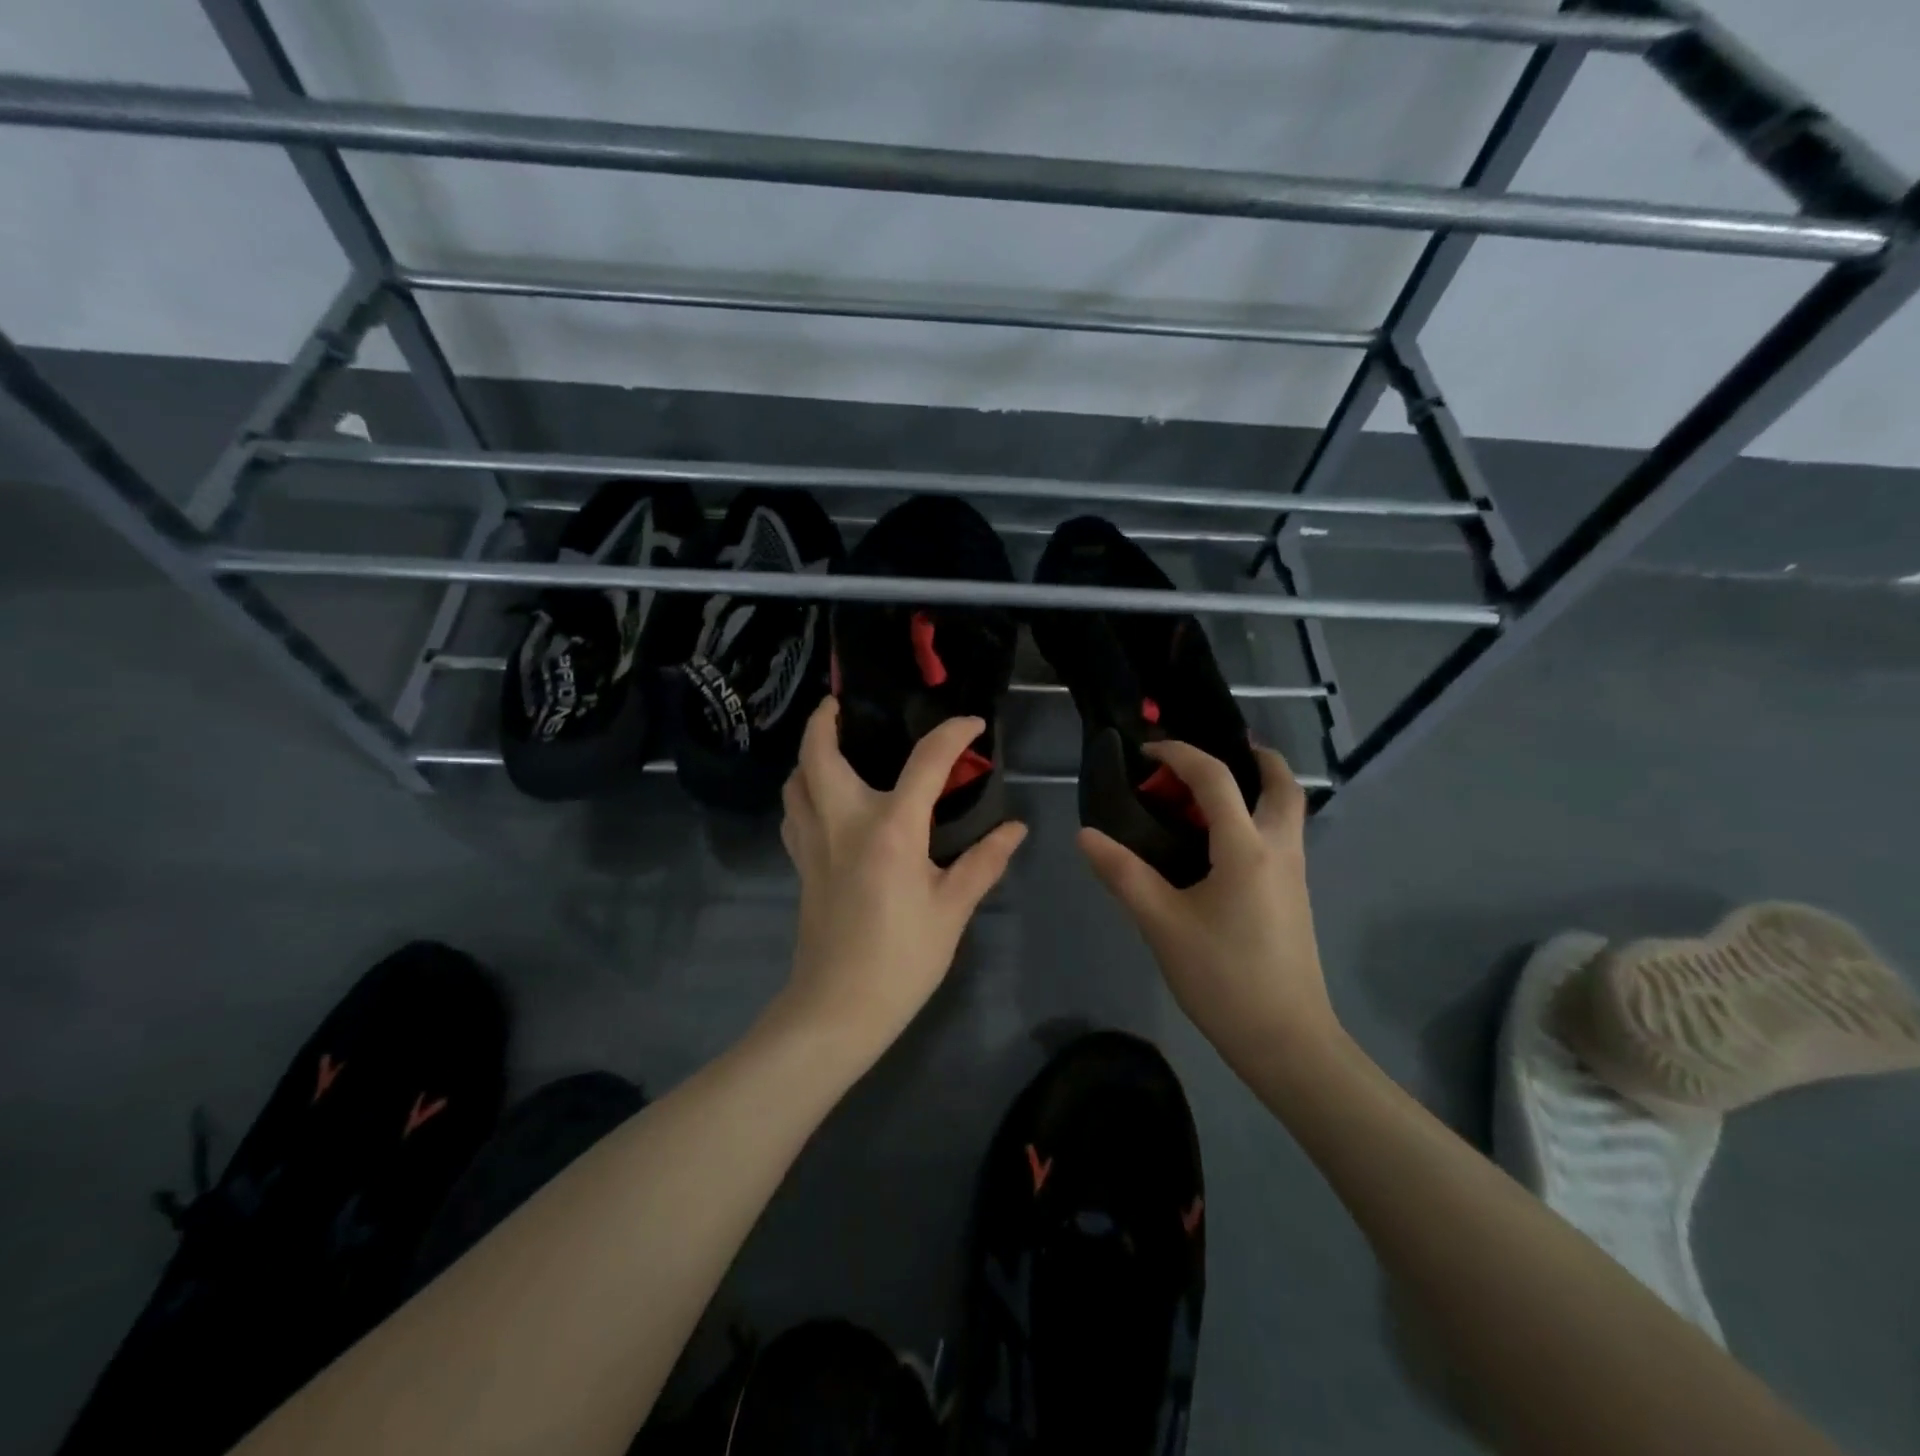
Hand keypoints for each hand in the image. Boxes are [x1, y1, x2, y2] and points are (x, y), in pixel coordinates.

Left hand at [778, 698, 1028, 1054]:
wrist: (838, 1008)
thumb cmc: (902, 958)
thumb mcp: (953, 910)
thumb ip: (983, 862)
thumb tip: (1015, 829)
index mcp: (890, 828)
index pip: (926, 761)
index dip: (953, 734)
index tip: (972, 724)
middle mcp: (843, 822)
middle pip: (818, 754)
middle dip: (824, 720)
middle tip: (843, 705)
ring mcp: (813, 842)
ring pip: (796, 781)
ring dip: (809, 754)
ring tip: (832, 747)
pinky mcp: (800, 865)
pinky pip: (793, 812)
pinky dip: (803, 792)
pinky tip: (824, 802)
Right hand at [1078, 741, 1339, 1074]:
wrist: (1286, 1040)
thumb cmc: (1223, 978)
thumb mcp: (1162, 924)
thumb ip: (1123, 874)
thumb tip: (1086, 835)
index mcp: (1247, 848)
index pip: (1216, 778)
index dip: (1180, 754)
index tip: (1147, 751)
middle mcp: (1280, 849)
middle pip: (1281, 783)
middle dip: (1252, 757)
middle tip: (1208, 757)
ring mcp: (1294, 873)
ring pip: (1287, 810)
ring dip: (1255, 787)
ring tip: (1205, 797)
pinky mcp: (1294, 896)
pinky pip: (1279, 836)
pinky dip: (1254, 817)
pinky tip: (1217, 844)